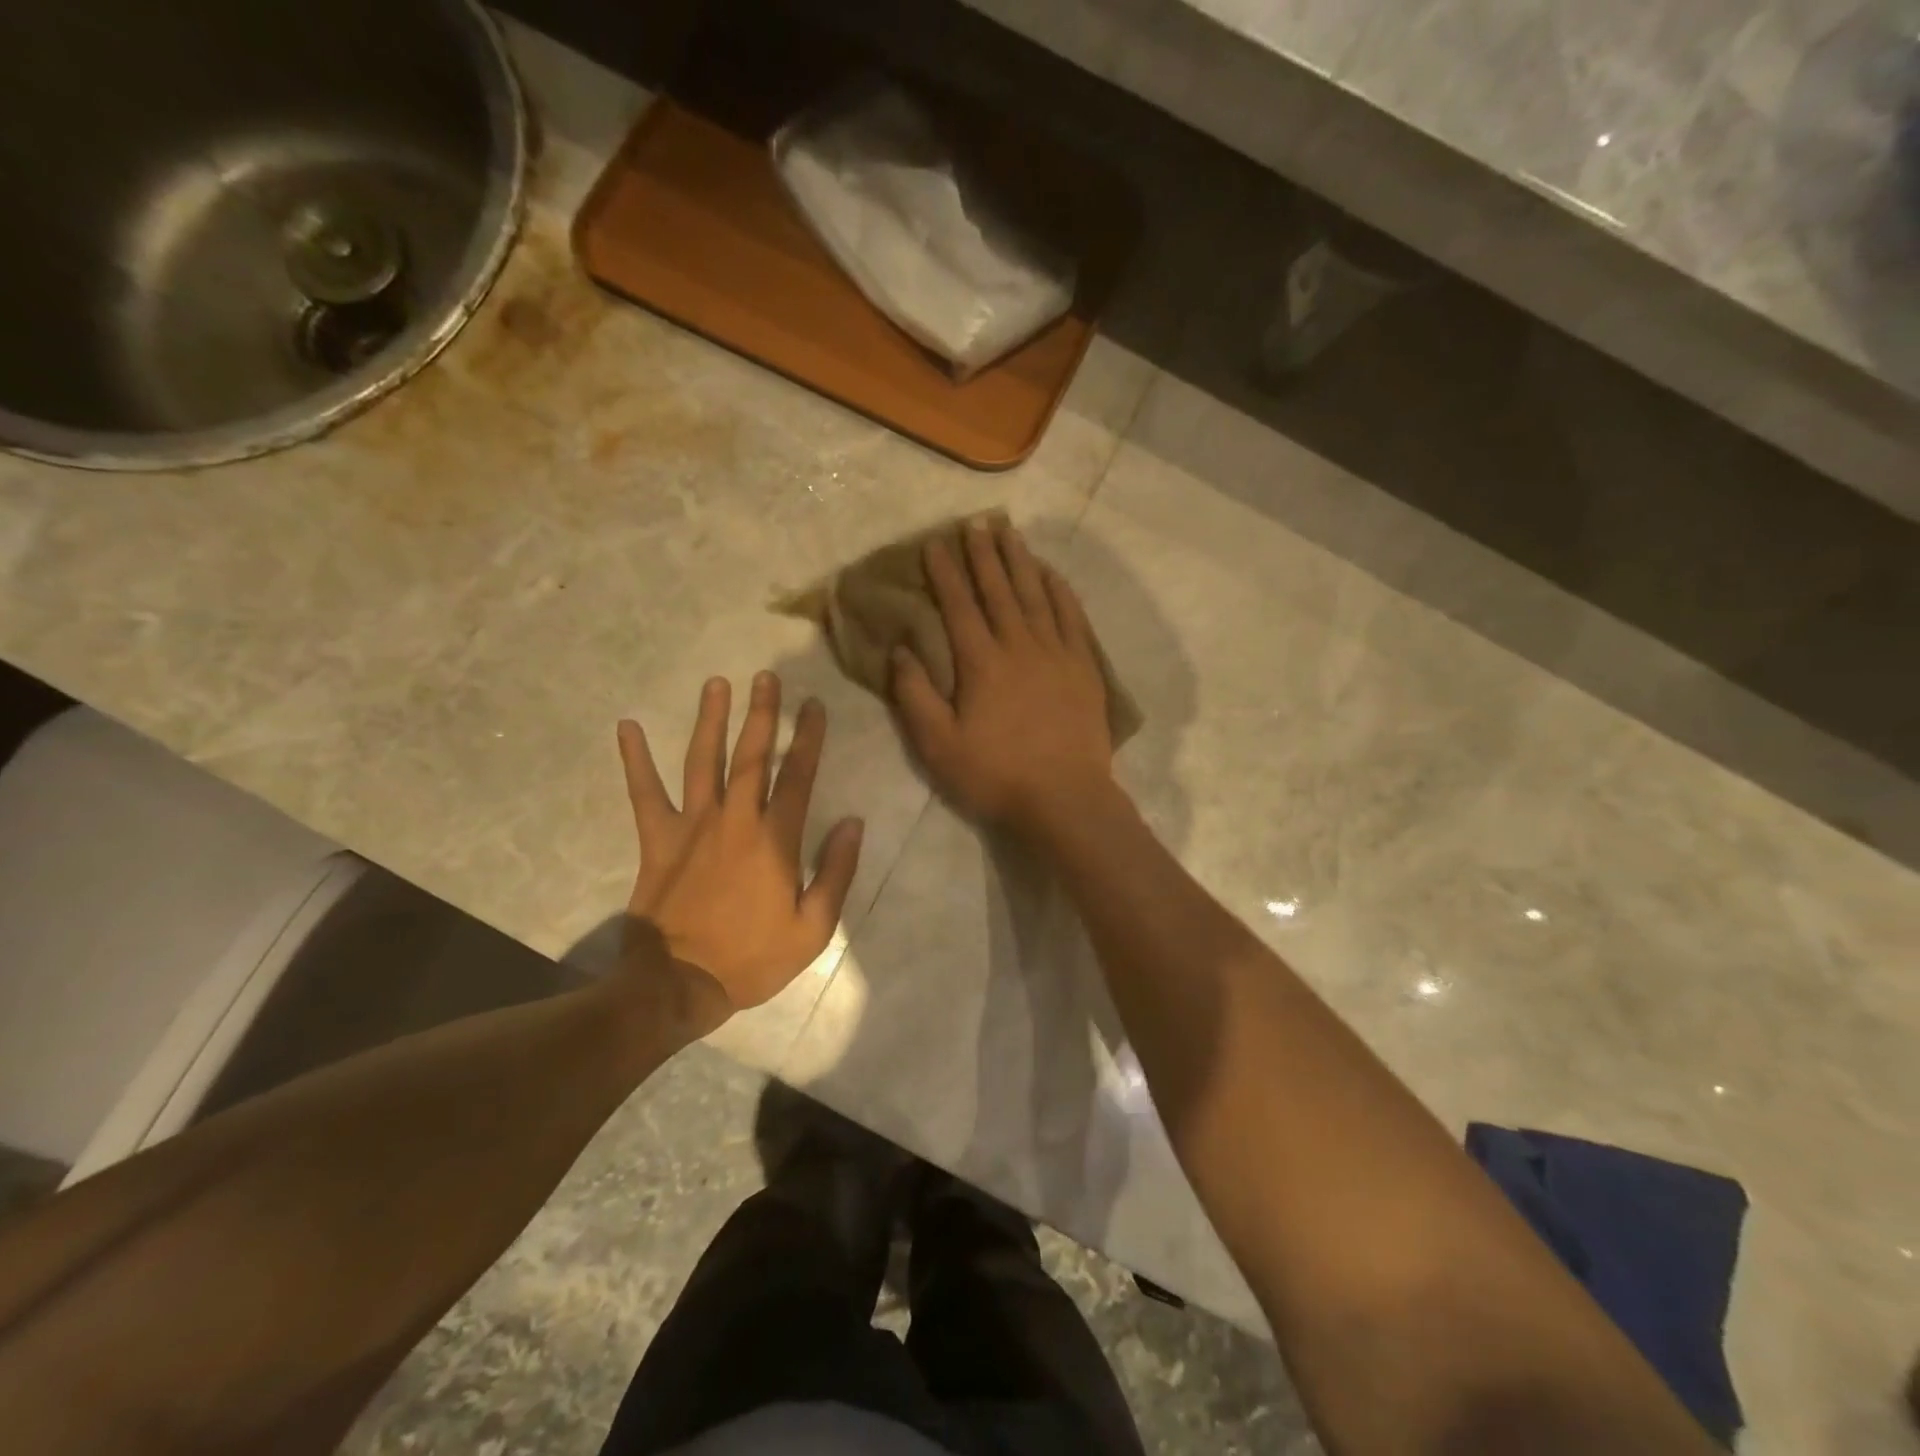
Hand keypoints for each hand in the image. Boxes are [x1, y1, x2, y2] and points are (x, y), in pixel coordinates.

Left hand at [617, 674, 862, 1029]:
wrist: (678, 984)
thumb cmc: (752, 958)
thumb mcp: (813, 927)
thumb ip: (836, 871)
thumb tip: (852, 822)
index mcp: (775, 839)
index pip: (798, 776)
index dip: (808, 738)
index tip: (814, 705)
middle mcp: (735, 819)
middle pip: (752, 755)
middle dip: (763, 713)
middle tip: (766, 676)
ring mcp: (692, 825)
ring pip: (704, 761)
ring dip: (711, 720)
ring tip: (716, 684)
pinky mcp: (657, 839)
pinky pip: (644, 793)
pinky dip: (635, 760)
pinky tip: (628, 727)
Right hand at [891, 518, 1115, 834]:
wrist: (1064, 798)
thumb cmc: (995, 775)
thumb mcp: (938, 745)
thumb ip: (915, 695)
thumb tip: (901, 649)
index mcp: (980, 663)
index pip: (958, 605)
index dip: (944, 572)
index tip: (934, 544)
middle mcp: (1019, 645)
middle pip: (998, 589)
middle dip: (983, 555)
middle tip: (975, 523)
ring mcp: (1056, 653)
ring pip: (1035, 594)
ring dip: (1020, 562)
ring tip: (1010, 533)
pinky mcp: (1084, 666)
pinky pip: (1071, 616)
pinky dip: (1059, 591)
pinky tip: (1051, 574)